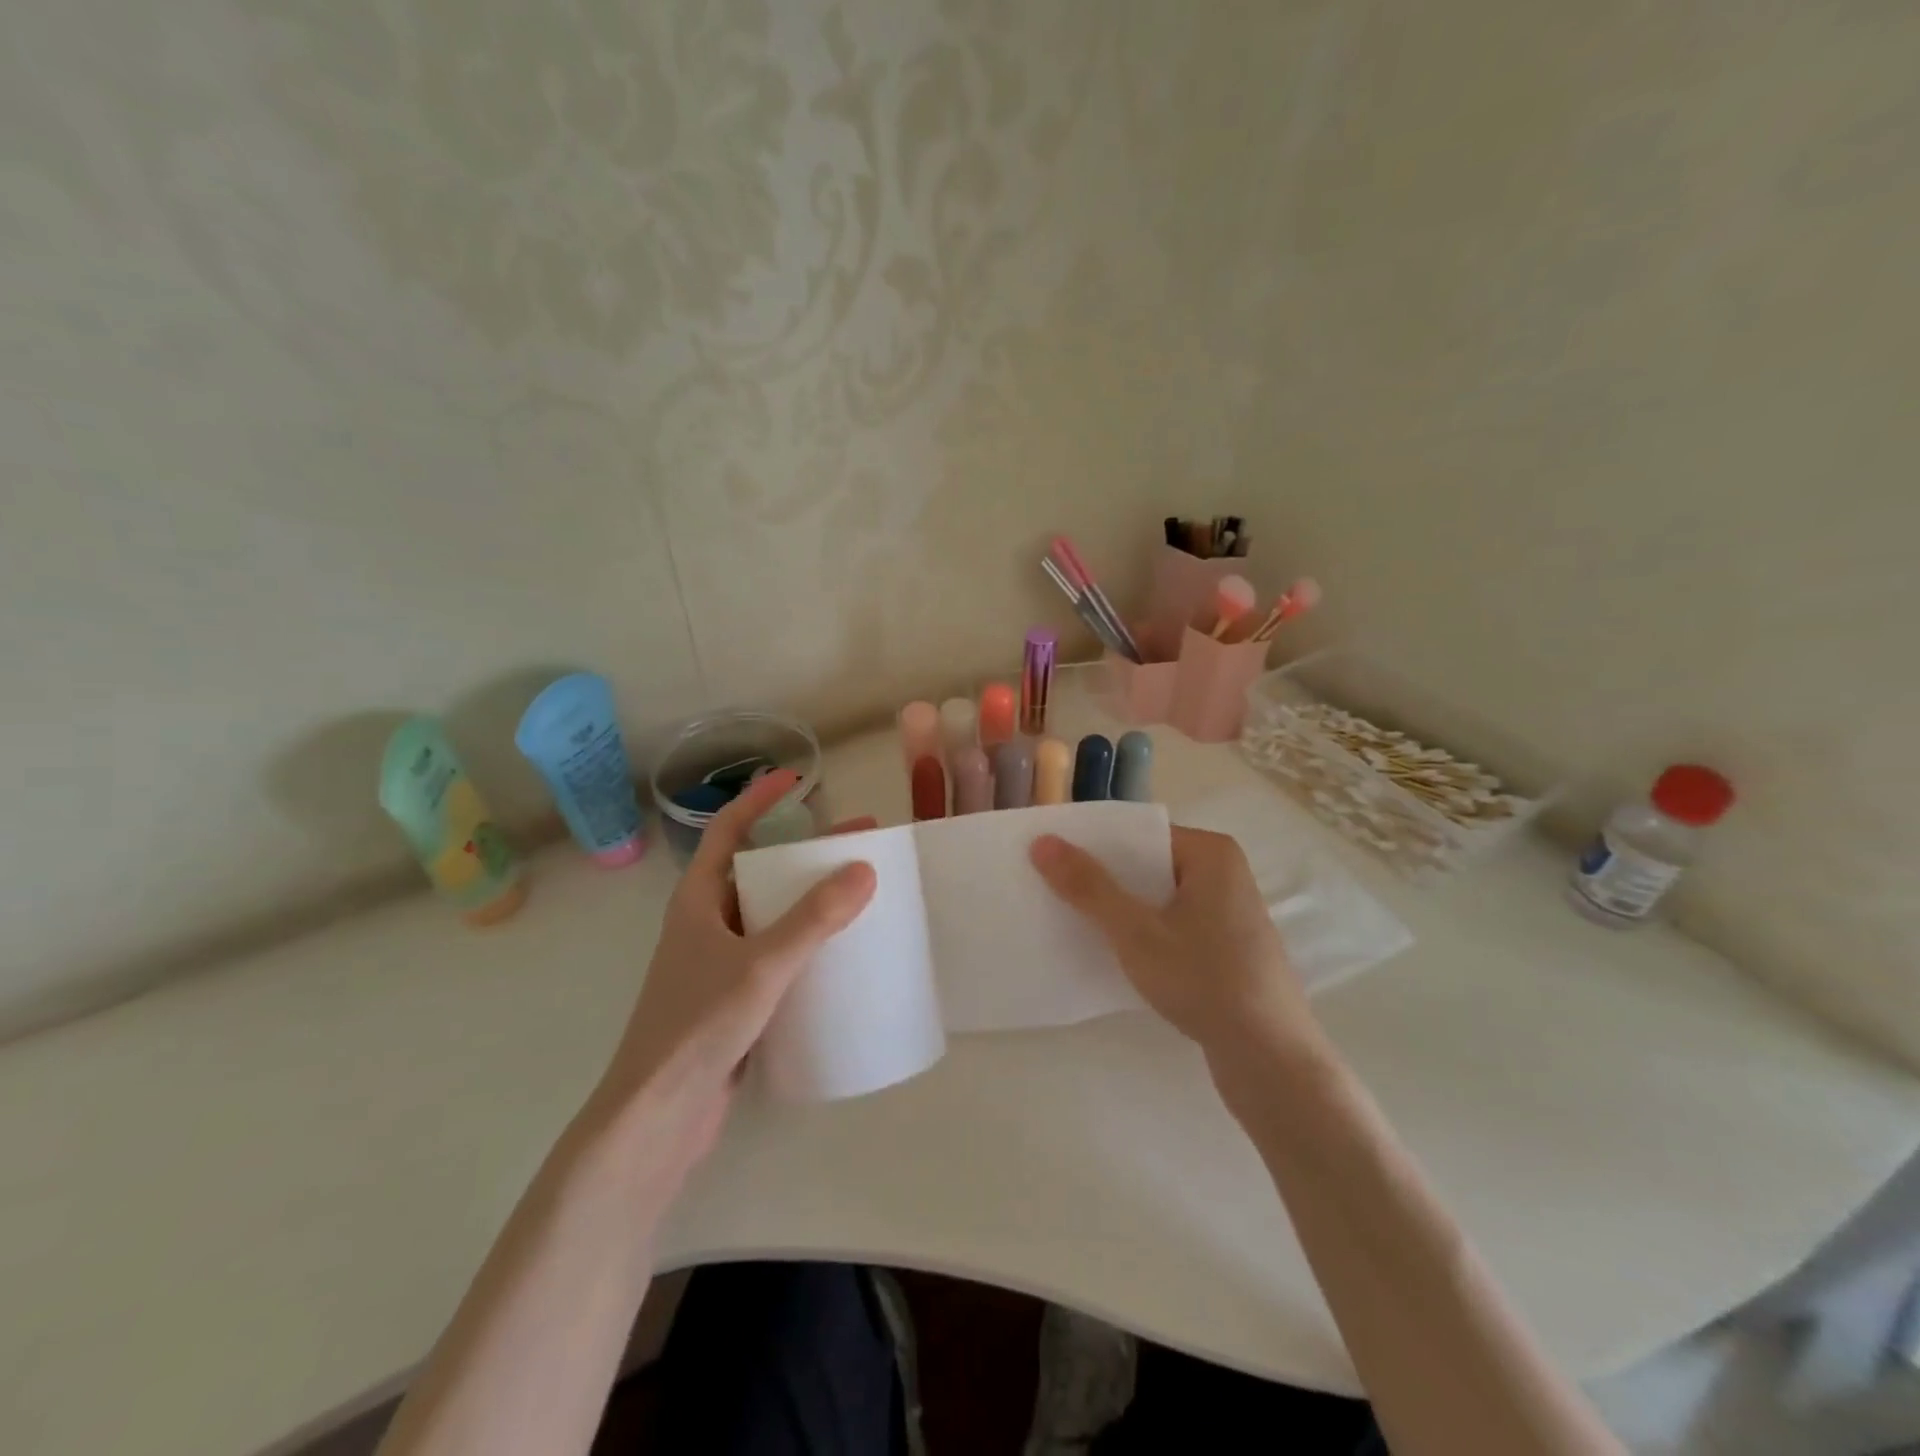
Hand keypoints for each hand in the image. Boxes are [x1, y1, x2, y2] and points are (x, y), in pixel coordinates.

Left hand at [583, 770, 876, 1175]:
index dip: (758, 800)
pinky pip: (777, 954)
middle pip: (759, 871)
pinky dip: (807, 943)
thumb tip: (864, 869)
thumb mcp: (761, 965)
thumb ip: (813, 919)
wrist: (657, 1117)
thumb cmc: (698, 1026)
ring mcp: (719, 963)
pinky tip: (841, 954)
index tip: (796, 780)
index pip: (727, 831)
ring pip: (770, 915)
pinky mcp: (735, 999)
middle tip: (858, 845)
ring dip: (810, 899)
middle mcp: (706, 923)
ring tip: (860, 894)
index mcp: (698, 900)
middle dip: (806, 853)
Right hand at [1030, 826, 1320, 1064]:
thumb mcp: (1135, 932)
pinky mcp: (1228, 948)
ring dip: (1122, 908)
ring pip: (1160, 898)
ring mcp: (1229, 913)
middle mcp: (1225, 874)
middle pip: (1149, 864)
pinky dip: (1145, 932)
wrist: (1271, 1060)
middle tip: (1053, 888)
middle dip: (1104, 878)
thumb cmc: (1204, 980)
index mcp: (1211, 853)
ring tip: (1074, 919)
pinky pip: (1174, 924)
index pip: (1140, 835)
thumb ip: (1089, 886)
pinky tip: (1115, 952)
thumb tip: (1042, 842)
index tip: (1051, 857)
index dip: (1094, 844)